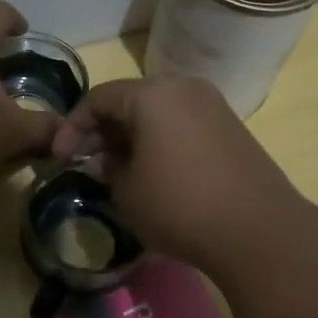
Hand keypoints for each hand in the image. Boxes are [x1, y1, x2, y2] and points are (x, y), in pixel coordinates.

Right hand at [51, 76, 302, 268]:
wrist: (258, 230)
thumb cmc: (179, 206)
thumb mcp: (127, 192)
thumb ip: (107, 169)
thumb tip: (104, 161)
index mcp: (152, 94)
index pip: (98, 99)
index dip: (72, 127)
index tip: (60, 158)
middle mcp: (183, 87)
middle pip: (130, 100)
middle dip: (103, 130)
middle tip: (87, 161)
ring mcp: (212, 105)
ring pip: (158, 111)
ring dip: (132, 135)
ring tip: (118, 169)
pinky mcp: (231, 128)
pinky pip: (182, 123)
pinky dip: (160, 139)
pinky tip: (154, 171)